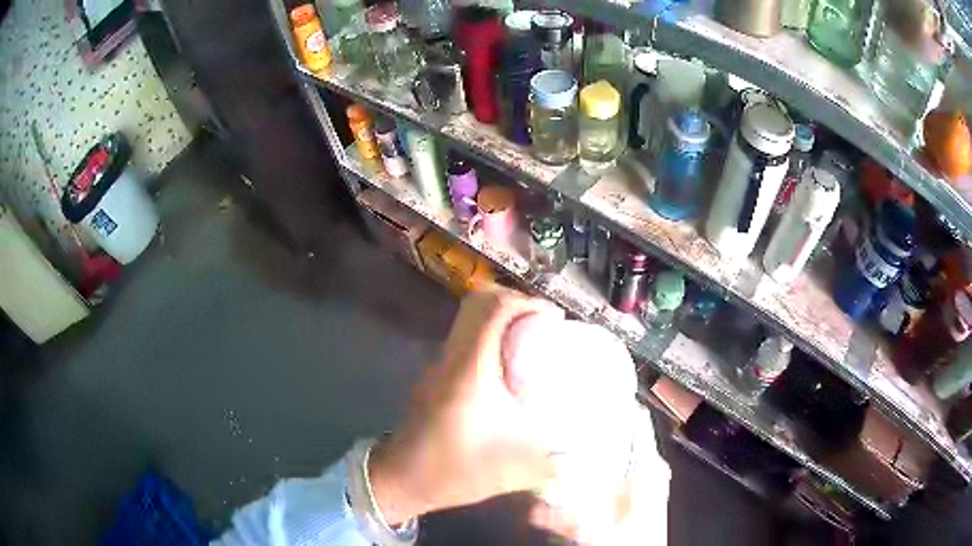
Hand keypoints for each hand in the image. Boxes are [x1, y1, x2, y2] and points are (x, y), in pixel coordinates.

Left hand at [369, 286, 564, 524]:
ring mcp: (440, 364)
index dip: (527, 303)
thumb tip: (581, 465)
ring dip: (501, 319)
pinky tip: (509, 368)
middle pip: (478, 303)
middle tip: (544, 325)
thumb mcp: (510, 471)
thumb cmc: (452, 470)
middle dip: (515, 303)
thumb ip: (552, 468)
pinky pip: (465, 337)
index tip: (555, 319)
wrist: (401, 479)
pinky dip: (489, 336)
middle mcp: (452, 358)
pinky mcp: (436, 375)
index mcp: (470, 370)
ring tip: (532, 342)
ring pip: (469, 318)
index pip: (493, 309)